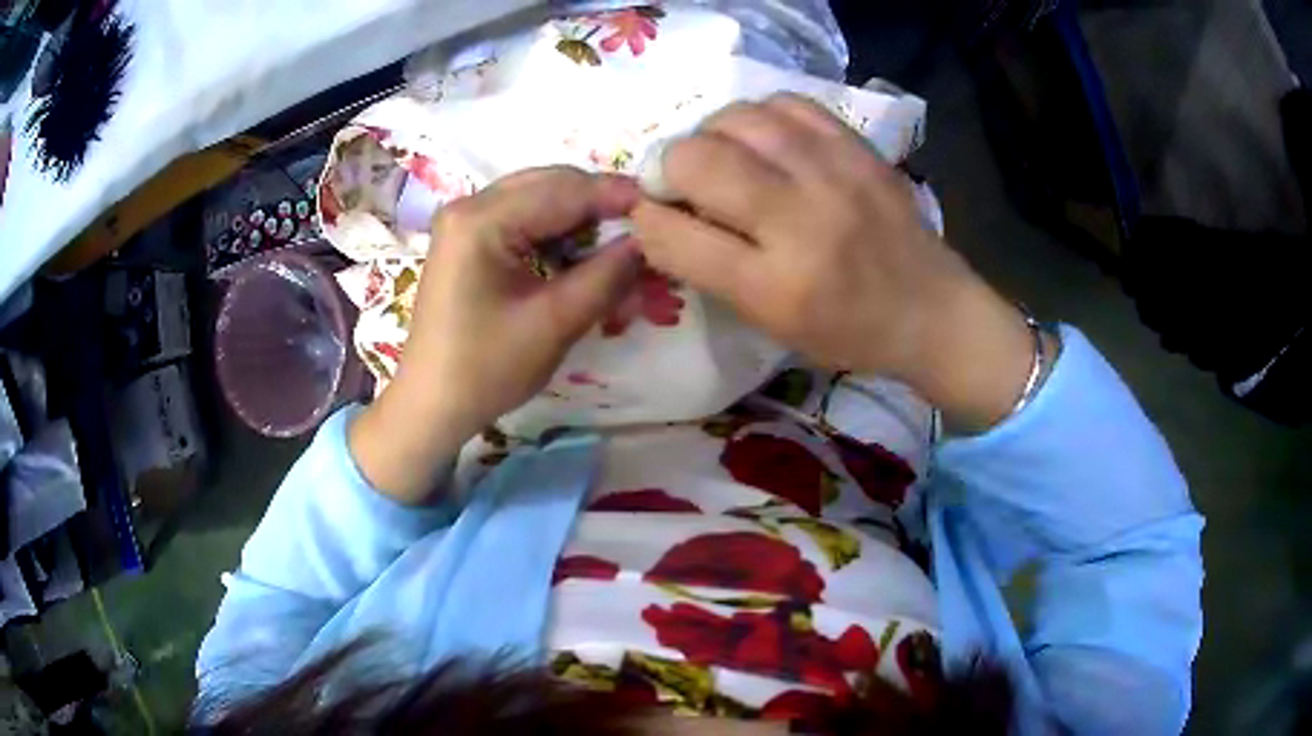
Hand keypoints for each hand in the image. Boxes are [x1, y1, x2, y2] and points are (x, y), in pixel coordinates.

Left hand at [351, 168, 642, 502]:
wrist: (432, 404)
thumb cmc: (486, 369)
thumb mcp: (555, 323)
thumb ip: (607, 275)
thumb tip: (648, 240)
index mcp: (481, 220)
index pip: (564, 190)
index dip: (617, 195)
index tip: (662, 207)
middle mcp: (469, 205)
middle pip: (550, 184)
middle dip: (599, 204)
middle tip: (643, 228)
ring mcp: (464, 220)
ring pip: (538, 198)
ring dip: (579, 218)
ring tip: (617, 244)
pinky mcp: (467, 239)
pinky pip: (522, 217)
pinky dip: (555, 231)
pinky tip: (578, 254)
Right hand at [631, 94, 1037, 430]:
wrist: (931, 310)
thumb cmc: (847, 331)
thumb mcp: (771, 324)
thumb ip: (710, 269)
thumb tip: (658, 213)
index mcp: (776, 287)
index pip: (673, 235)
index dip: (645, 219)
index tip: (650, 215)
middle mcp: (802, 222)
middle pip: (698, 159)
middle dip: (669, 167)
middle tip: (681, 182)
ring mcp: (835, 175)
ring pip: (737, 119)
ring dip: (710, 134)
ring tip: (720, 155)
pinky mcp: (858, 148)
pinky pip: (786, 104)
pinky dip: (758, 116)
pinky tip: (762, 138)